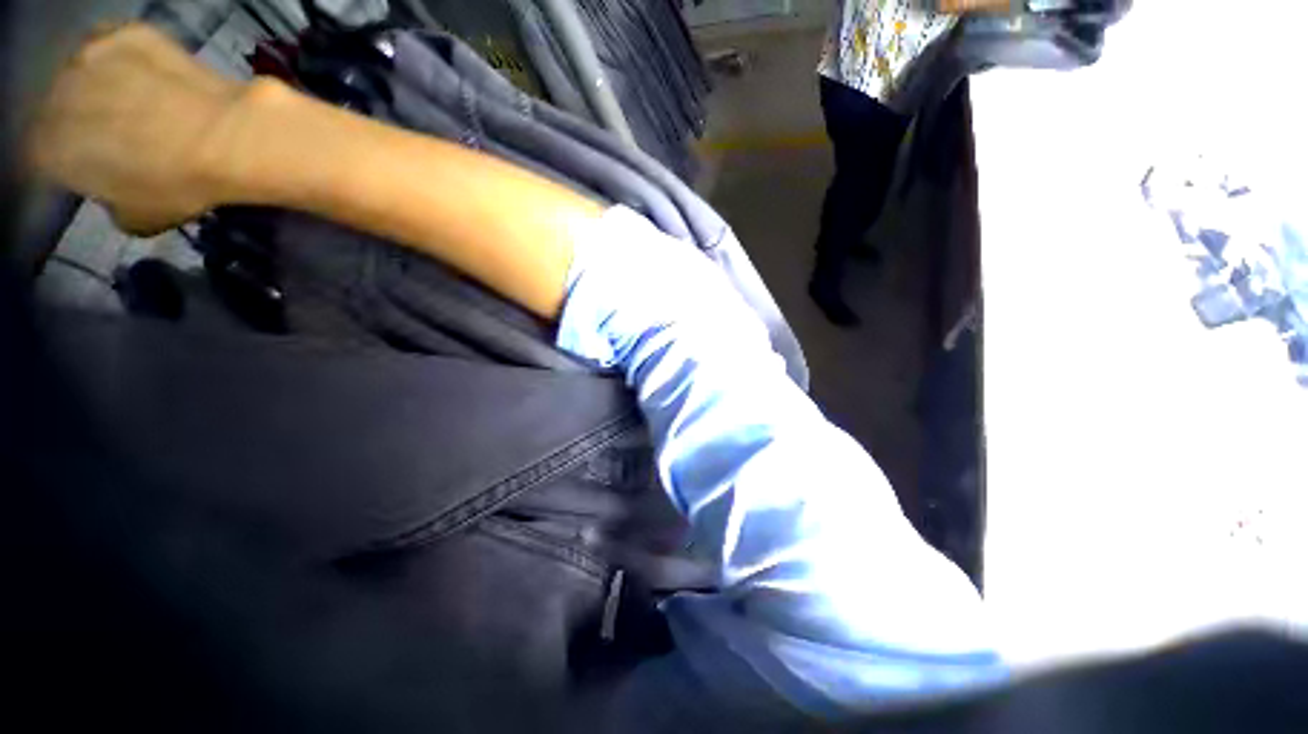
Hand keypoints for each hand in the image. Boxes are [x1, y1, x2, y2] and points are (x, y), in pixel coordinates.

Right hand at [25, 23, 247, 235]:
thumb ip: (109, 201)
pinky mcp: (126, 34)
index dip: (71, 161)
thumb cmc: (180, 187)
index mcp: (48, 151)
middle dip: (85, 121)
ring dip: (106, 87)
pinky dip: (132, 59)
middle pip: (60, 110)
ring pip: (85, 73)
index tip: (97, 165)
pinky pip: (119, 45)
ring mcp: (88, 57)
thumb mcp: (137, 217)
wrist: (224, 137)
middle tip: (123, 133)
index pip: (46, 155)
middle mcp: (54, 99)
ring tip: (143, 104)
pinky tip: (156, 75)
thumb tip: (114, 191)